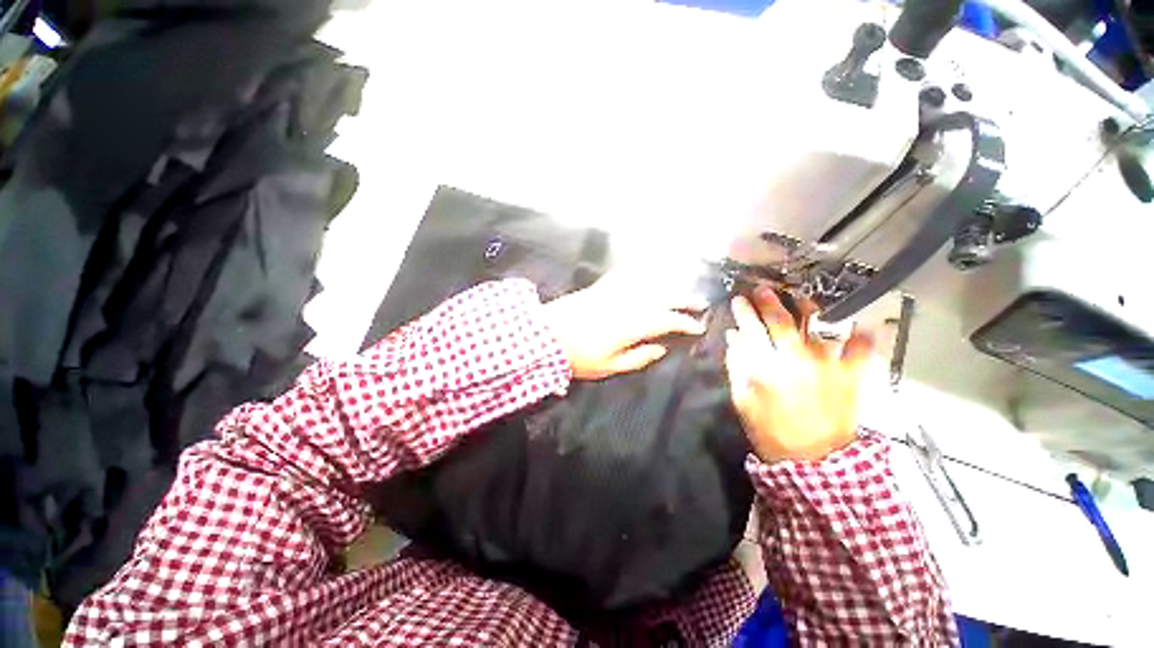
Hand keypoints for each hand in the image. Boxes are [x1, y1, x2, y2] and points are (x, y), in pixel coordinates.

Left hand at [542, 269, 706, 379]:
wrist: (546, 335)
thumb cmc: (578, 356)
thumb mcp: (610, 366)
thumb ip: (639, 357)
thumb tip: (661, 349)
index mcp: (631, 325)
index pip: (666, 320)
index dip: (685, 323)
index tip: (698, 327)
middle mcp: (627, 303)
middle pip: (662, 297)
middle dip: (684, 300)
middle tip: (700, 303)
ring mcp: (614, 292)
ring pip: (648, 283)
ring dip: (668, 284)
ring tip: (681, 287)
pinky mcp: (601, 286)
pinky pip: (624, 274)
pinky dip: (639, 269)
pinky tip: (648, 267)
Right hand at [724, 286, 874, 462]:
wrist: (812, 459)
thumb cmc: (770, 429)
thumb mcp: (742, 399)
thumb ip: (736, 366)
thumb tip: (734, 337)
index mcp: (766, 367)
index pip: (750, 330)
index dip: (743, 312)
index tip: (738, 299)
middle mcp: (795, 359)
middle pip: (781, 321)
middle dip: (769, 301)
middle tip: (762, 289)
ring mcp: (826, 364)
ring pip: (817, 325)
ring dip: (807, 307)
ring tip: (800, 297)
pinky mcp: (849, 375)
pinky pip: (861, 349)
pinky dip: (863, 334)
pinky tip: (862, 323)